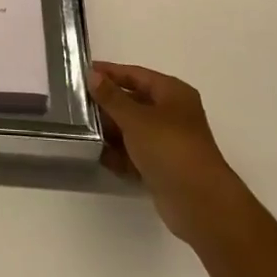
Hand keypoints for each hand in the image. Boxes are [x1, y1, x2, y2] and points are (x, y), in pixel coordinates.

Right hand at [89, 61, 235, 245]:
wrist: (200, 204)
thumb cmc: (170, 149)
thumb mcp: (135, 118)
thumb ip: (111, 97)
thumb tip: (92, 75)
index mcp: (172, 93)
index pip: (135, 74)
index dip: (109, 73)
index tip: (81, 73)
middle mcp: (172, 114)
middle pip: (134, 101)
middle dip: (107, 104)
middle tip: (76, 103)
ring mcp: (169, 142)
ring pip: (133, 129)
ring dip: (111, 130)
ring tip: (81, 129)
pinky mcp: (163, 167)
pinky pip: (136, 153)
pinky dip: (120, 154)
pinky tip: (97, 155)